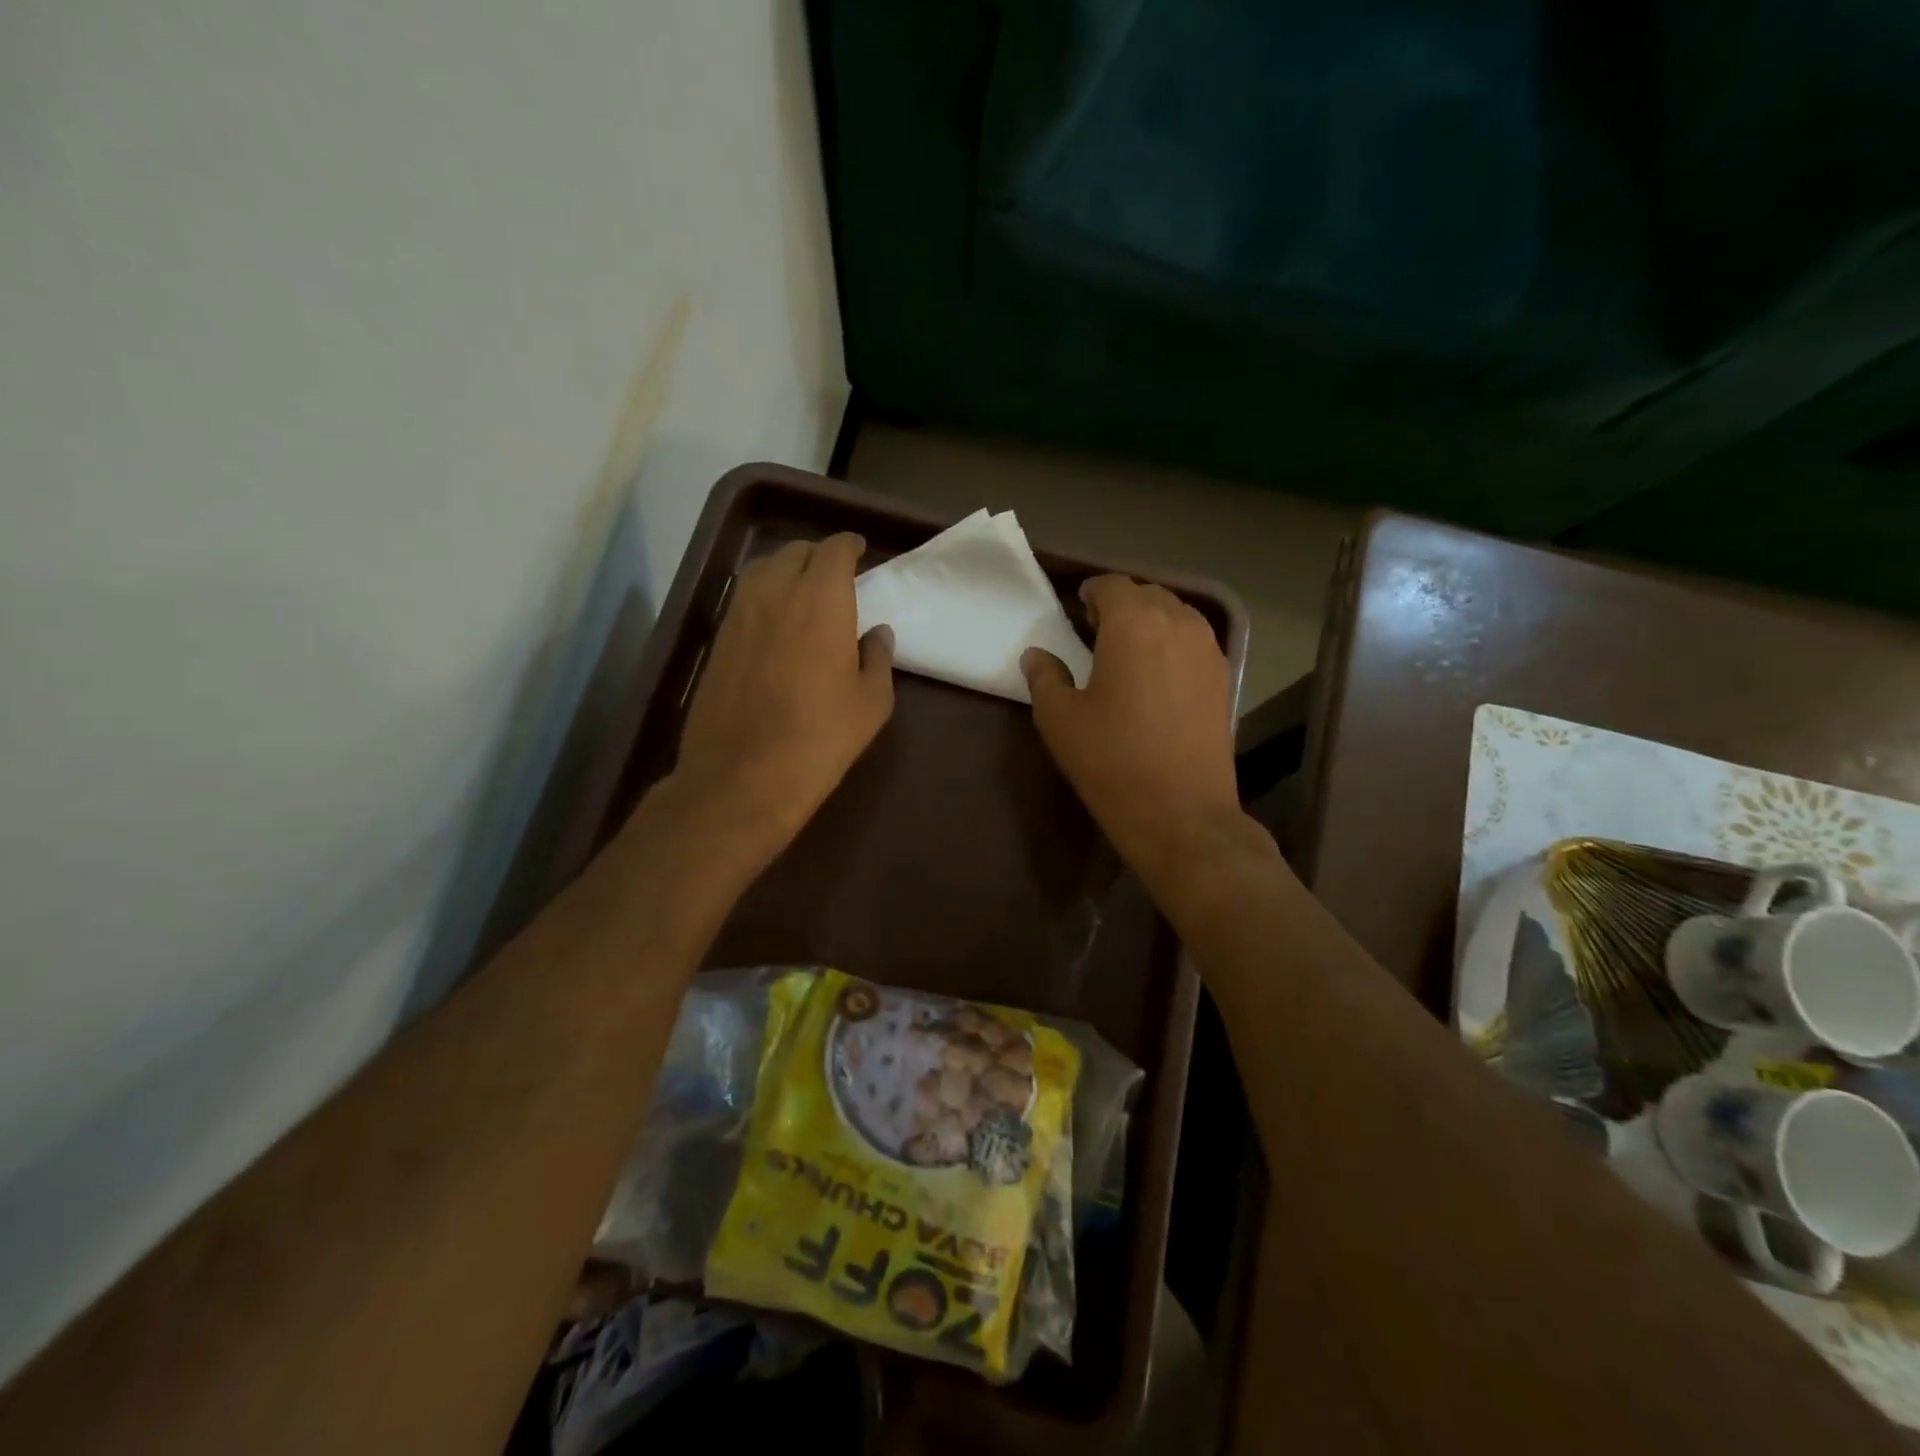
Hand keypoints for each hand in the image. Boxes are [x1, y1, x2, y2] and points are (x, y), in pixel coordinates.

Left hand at [672, 532, 893, 859]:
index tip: (859, 552)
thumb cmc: (821, 737)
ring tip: (802, 590)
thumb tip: (876, 633)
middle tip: (835, 573)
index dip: (848, 546)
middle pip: (795, 551)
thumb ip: (878, 657)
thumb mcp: (871, 701)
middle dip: (818, 554)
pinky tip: (775, 622)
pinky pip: (744, 599)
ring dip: (786, 569)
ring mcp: (739, 614)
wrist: (743, 775)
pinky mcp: (717, 639)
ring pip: (763, 570)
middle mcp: (776, 592)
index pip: (834, 549)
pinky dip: (764, 596)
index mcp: (821, 599)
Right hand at [1022, 576, 1245, 889]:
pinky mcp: (1224, 678)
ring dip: (1149, 623)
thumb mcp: (1059, 719)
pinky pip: (1194, 642)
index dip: (1090, 593)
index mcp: (1134, 622)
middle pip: (1147, 594)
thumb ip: (1044, 677)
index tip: (1075, 613)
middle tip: (1095, 634)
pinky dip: (1172, 644)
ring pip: (1176, 615)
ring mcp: (1209, 650)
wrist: (1181, 813)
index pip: (1111, 585)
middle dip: (1120, 605)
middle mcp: (1178, 623)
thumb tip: (1037, 655)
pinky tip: (1156, 677)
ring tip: (1127, 654)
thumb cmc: (1111, 761)